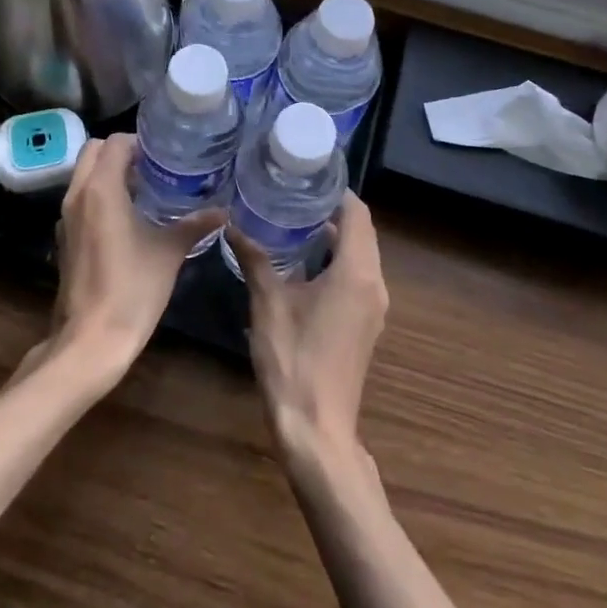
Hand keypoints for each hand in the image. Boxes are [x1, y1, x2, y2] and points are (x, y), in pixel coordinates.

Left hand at [43, 135, 222, 385]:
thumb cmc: (132, 289)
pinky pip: (80, 199)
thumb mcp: (169, 252)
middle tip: (153, 167)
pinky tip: (127, 219)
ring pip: (84, 175)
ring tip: (145, 189)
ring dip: (109, 173)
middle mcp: (77, 195)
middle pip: (93, 152)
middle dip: (121, 152)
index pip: (115, 143)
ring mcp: (66, 217)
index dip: (140, 142)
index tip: (164, 154)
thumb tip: (223, 211)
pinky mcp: (64, 238)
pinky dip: (99, 195)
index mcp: (101, 189)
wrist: (91, 340)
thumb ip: (195, 225)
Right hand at [229, 192, 388, 468]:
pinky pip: (357, 277)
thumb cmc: (294, 361)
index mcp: (356, 273)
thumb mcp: (268, 304)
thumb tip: (233, 224)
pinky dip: (337, 260)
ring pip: (360, 256)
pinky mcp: (365, 325)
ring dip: (336, 237)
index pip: (358, 214)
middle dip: (333, 211)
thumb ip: (255, 259)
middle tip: (295, 194)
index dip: (337, 191)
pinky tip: (304, 262)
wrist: (317, 431)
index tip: (308, 176)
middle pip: (362, 232)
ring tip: (295, 220)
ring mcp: (373, 308)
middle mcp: (373, 285)